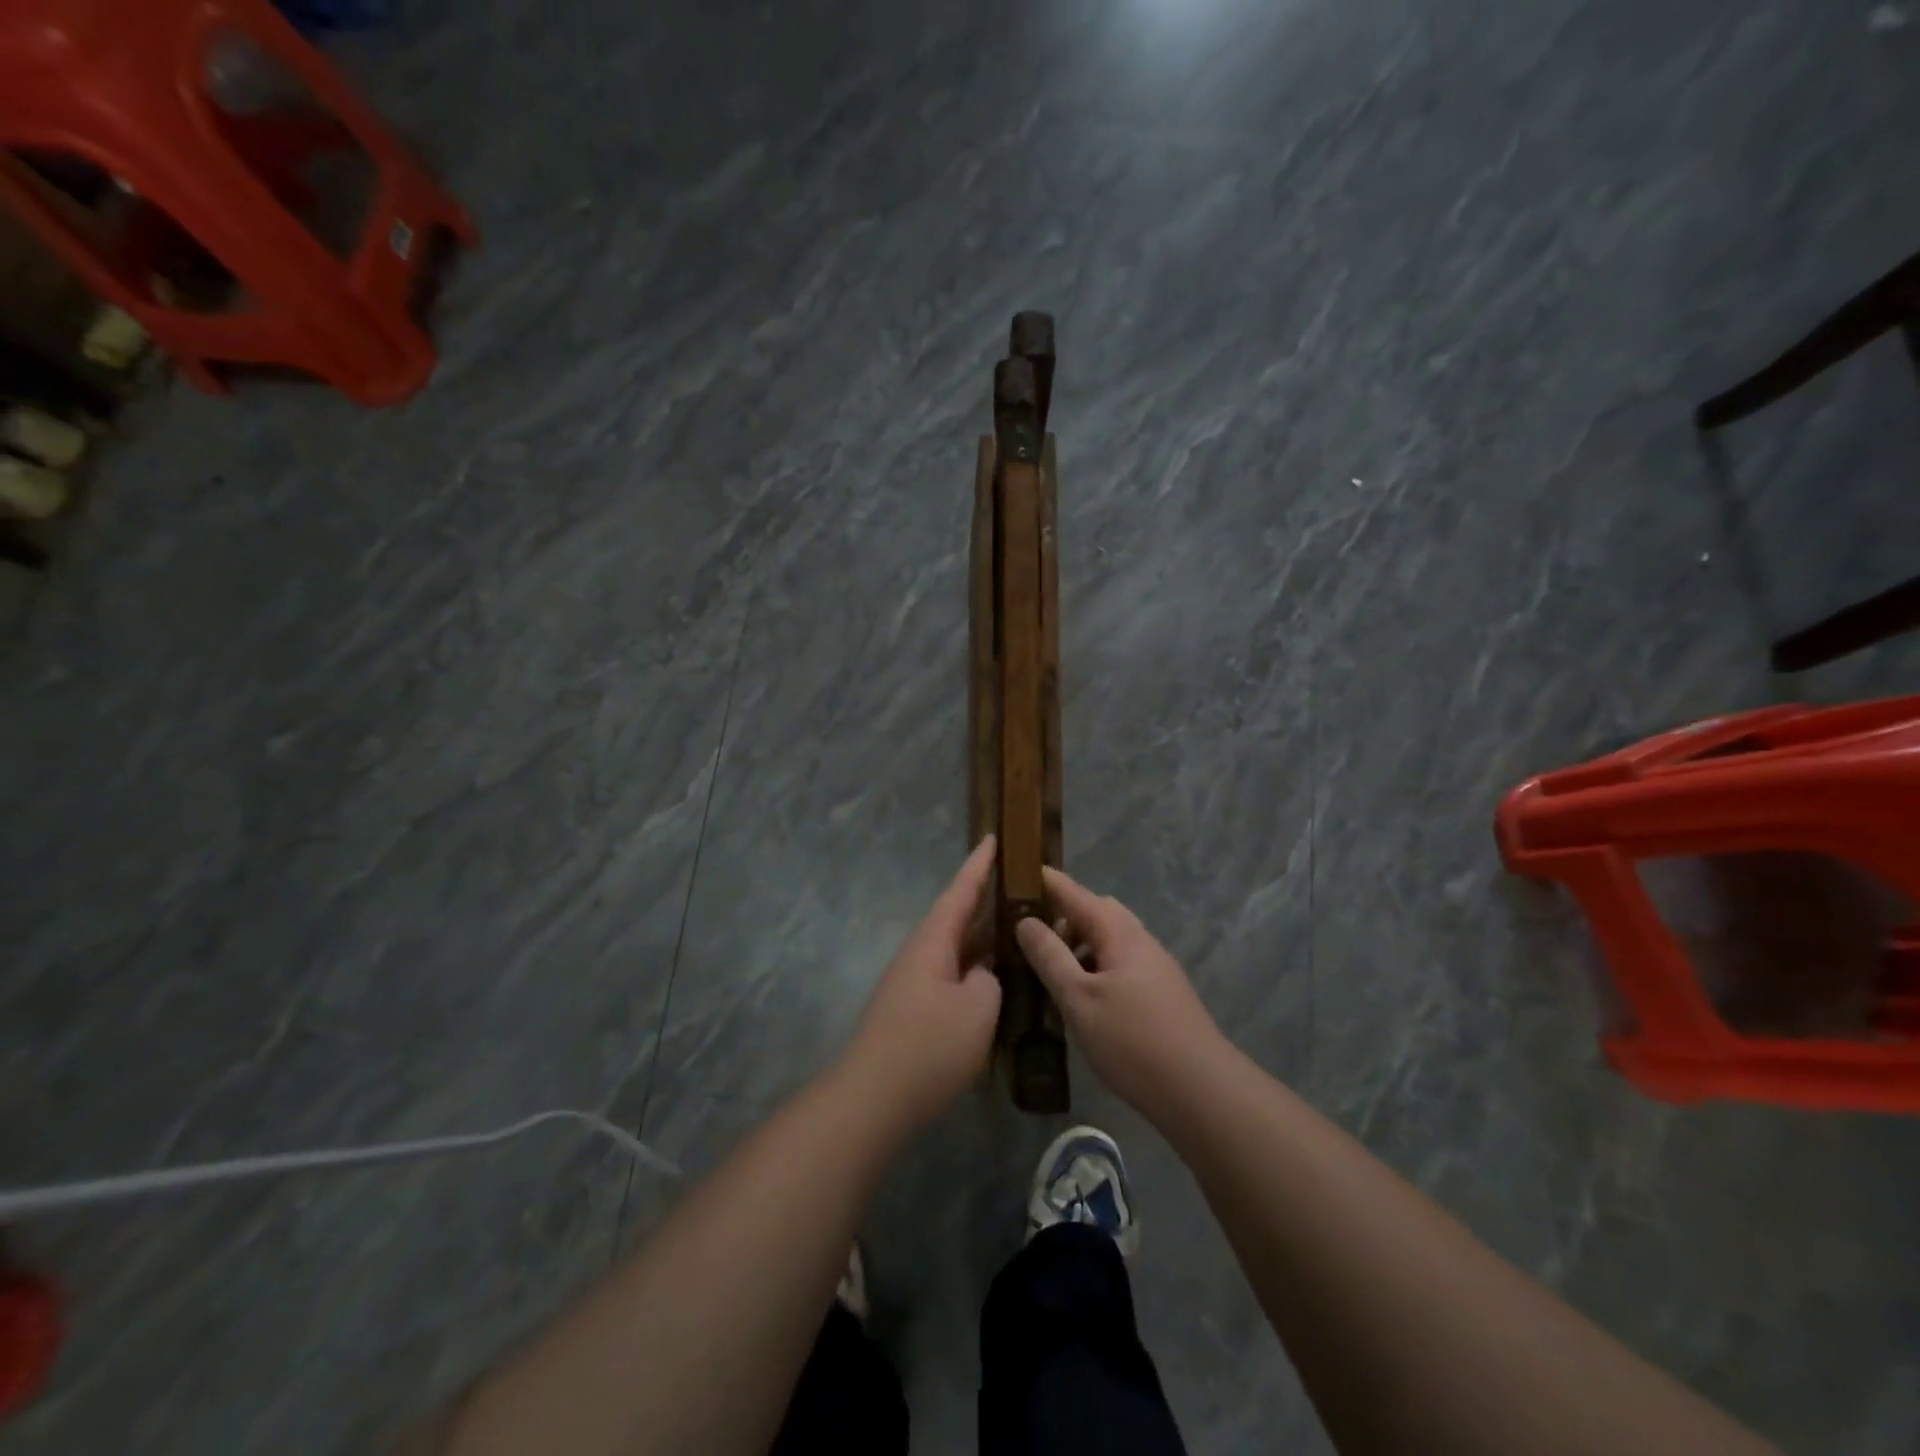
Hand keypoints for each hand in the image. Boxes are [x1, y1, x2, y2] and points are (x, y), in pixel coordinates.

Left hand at [840, 837, 1002, 1129]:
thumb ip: (989, 981)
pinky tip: (997, 985)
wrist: (873, 1099)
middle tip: (1021, 887)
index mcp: (932, 942)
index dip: (978, 865)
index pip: (959, 892)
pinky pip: (953, 978)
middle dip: (986, 901)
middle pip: (957, 919)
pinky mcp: (915, 1013)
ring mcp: (915, 985)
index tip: (993, 838)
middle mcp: (920, 955)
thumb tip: (980, 976)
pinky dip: (976, 972)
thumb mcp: (977, 1008)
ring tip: (1018, 932)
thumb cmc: (929, 1046)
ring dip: (983, 940)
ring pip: (957, 951)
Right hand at [1016, 866, 1227, 1120]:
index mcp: (1119, 932)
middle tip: (1030, 935)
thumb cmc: (1132, 1040)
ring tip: (1051, 971)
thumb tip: (1025, 921)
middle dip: (1063, 917)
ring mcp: (1155, 965)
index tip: (1018, 873)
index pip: (1075, 893)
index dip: (1047, 882)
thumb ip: (1050, 957)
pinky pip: (1120, 963)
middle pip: (1097, 913)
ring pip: (1110, 940)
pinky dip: (1096, 966)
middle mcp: (1140, 939)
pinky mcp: (1162, 991)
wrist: (1200, 1089)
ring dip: (1080, 945)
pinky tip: (1083, 998)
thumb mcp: (1078, 999)